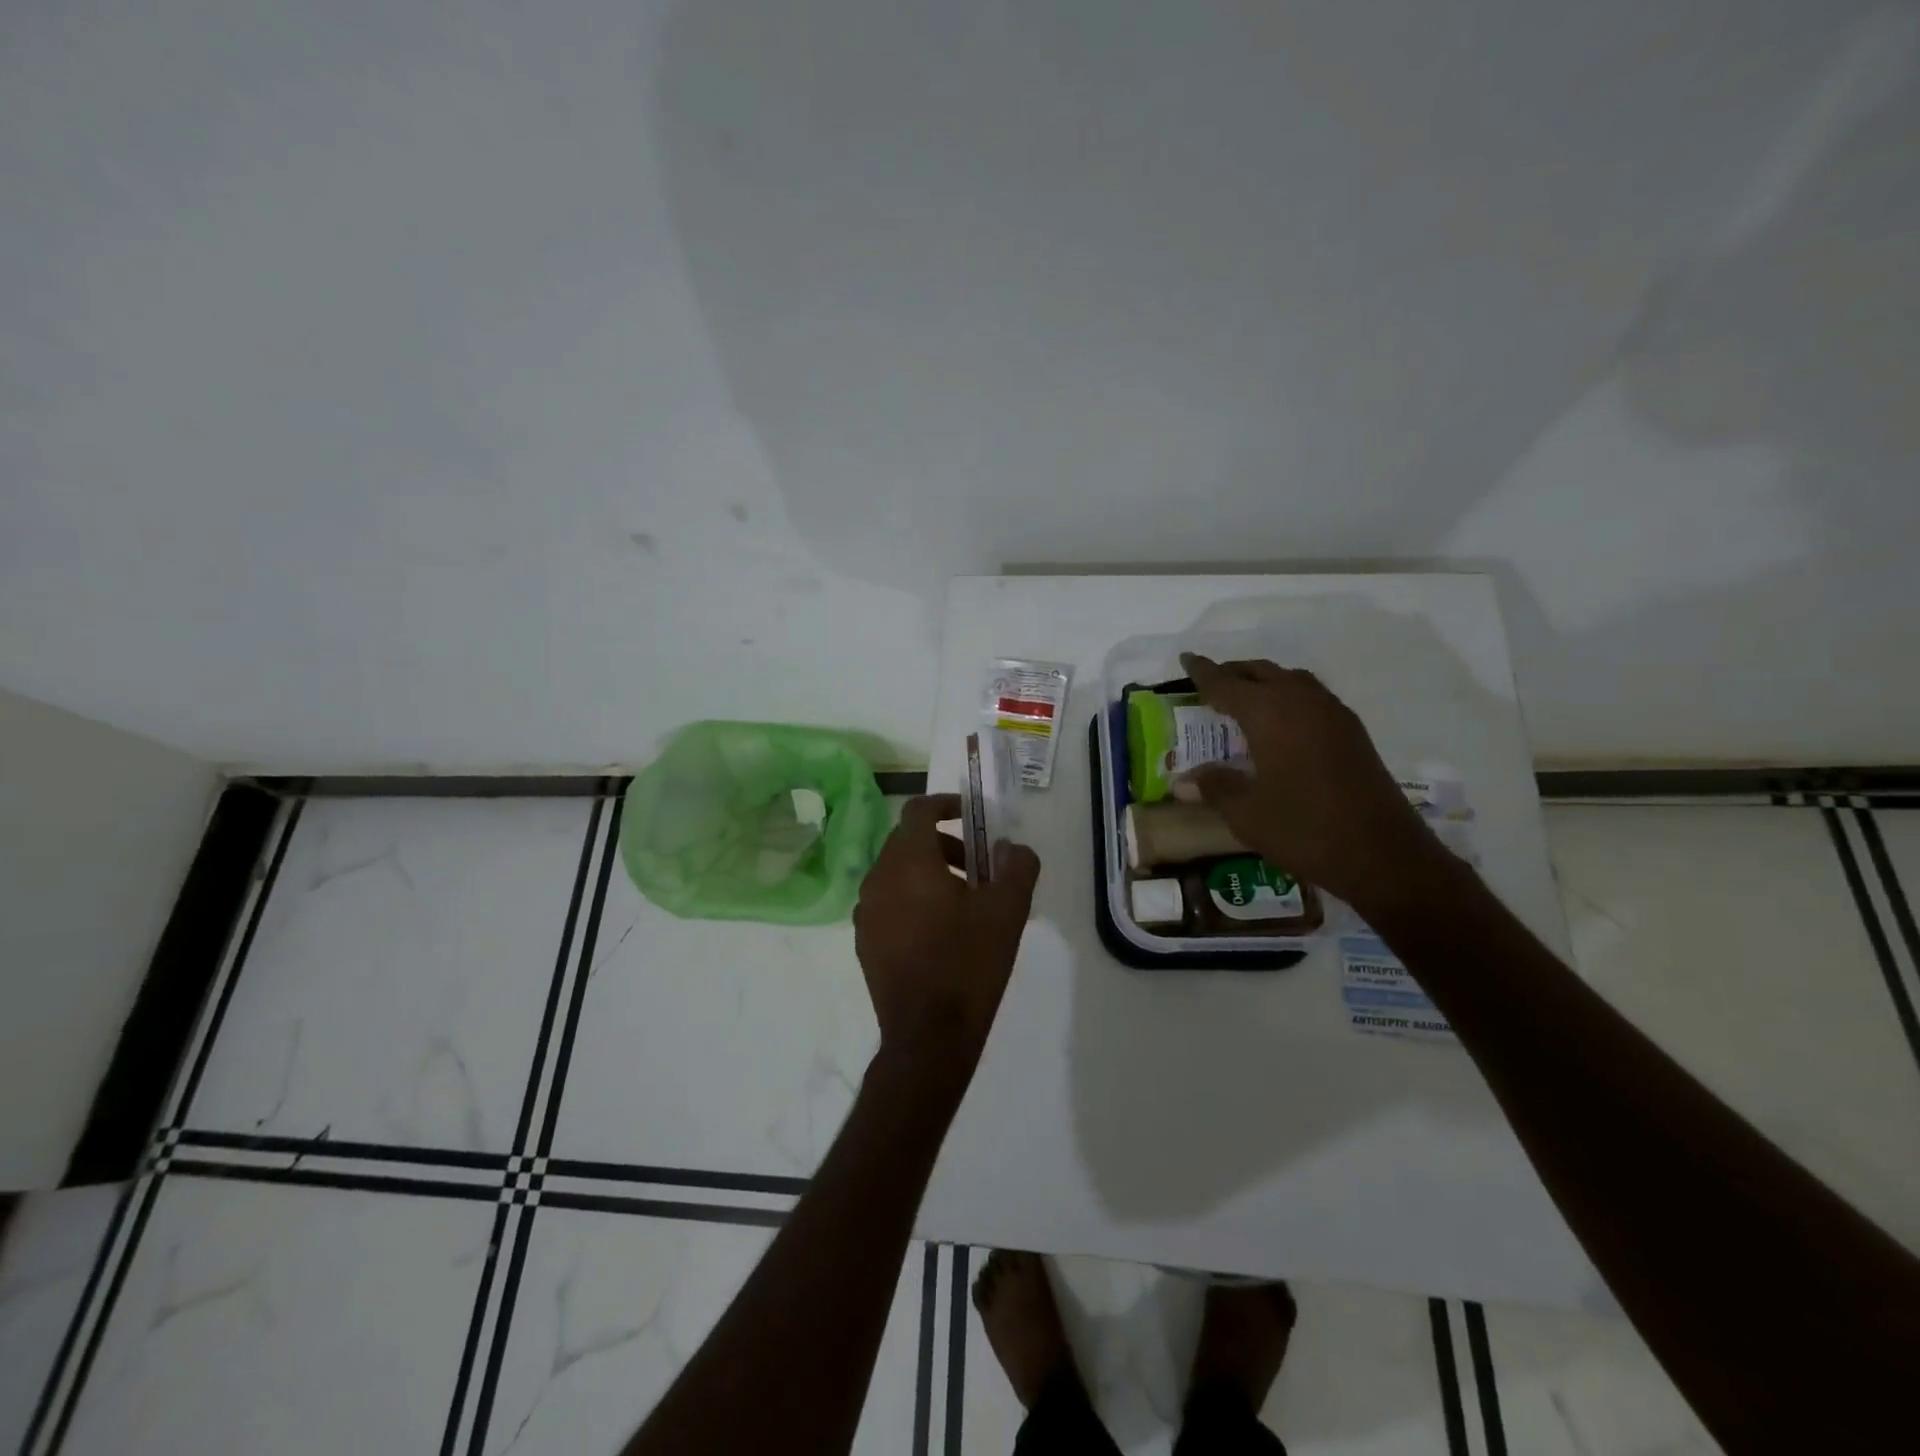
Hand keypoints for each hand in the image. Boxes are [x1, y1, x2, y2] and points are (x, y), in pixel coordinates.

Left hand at [853, 795, 1040, 1080]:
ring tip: (964, 902)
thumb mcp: (1008, 911)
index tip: (971, 815)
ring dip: (928, 872)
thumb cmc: (969, 963)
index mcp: (909, 861)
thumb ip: (1017, 867)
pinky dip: (912, 899)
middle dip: (944, 843)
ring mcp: (865, 912)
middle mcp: (878, 878)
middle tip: (978, 866)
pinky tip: (940, 932)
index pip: (918, 810)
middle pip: (908, 841)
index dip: (945, 804)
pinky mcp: (864, 941)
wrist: (928, 1036)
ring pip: (896, 872)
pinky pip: (888, 902)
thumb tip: (1013, 848)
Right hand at [1180, 654, 1450, 912]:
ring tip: (1243, 699)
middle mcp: (1302, 702)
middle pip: (1261, 673)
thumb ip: (1215, 787)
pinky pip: (1311, 697)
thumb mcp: (1246, 813)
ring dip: (1263, 682)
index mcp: (1270, 714)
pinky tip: (1281, 723)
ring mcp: (1333, 715)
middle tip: (1209, 683)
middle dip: (1233, 673)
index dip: (1203, 672)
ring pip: (1290, 680)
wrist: (1384, 855)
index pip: (1226, 683)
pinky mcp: (1352, 732)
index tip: (1185, 658)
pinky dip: (1288, 696)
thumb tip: (1183, 781)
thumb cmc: (1304, 830)